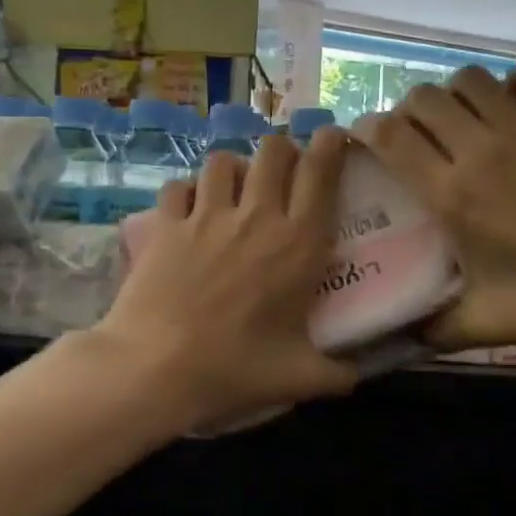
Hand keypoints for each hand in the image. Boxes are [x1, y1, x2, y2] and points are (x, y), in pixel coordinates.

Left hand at [94, 130, 358, 430]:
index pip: (321, 173)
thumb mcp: (299, 378)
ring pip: (224, 160)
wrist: (156, 368)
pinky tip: (190, 208)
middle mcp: (257, 217)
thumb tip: (359, 377)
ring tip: (235, 187)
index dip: (331, 145)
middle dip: (284, 150)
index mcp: (299, 244)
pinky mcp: (167, 224)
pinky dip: (188, 191)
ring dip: (235, 167)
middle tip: (285, 170)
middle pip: (274, 150)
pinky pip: (179, 186)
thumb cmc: (234, 370)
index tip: (333, 138)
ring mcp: (207, 216)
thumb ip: (339, 373)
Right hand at [352, 56, 515, 355]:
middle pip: (425, 98)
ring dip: (456, 92)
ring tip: (461, 119)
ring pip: (472, 79)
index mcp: (454, 193)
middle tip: (414, 137)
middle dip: (408, 110)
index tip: (364, 139)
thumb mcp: (487, 324)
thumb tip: (401, 339)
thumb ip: (435, 329)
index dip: (368, 129)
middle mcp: (482, 149)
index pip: (392, 137)